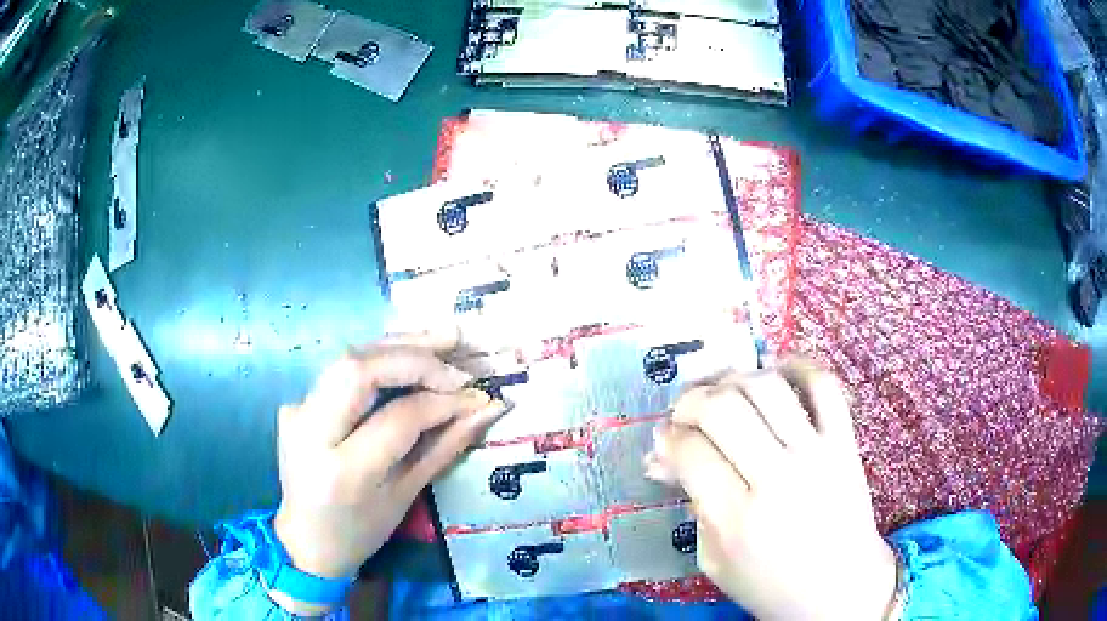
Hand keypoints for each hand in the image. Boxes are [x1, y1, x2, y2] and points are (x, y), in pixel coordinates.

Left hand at [270, 332, 507, 611]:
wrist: (306, 540)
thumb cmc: (361, 530)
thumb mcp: (406, 495)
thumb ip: (446, 446)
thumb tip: (488, 408)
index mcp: (344, 472)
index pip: (398, 417)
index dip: (443, 400)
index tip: (478, 396)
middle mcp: (310, 433)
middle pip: (360, 368)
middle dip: (414, 354)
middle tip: (458, 346)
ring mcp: (296, 413)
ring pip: (347, 358)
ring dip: (397, 345)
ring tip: (442, 338)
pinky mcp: (296, 404)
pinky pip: (340, 371)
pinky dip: (378, 358)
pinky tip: (407, 354)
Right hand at [645, 359, 896, 620]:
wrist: (841, 588)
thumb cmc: (771, 586)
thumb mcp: (714, 562)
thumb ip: (691, 508)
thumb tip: (664, 461)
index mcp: (737, 520)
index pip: (690, 453)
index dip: (667, 438)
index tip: (664, 439)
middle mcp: (778, 479)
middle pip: (723, 409)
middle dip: (690, 402)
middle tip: (684, 413)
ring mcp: (817, 454)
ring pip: (767, 388)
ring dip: (733, 379)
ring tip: (723, 393)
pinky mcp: (845, 442)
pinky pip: (824, 386)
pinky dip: (798, 366)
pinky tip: (776, 372)